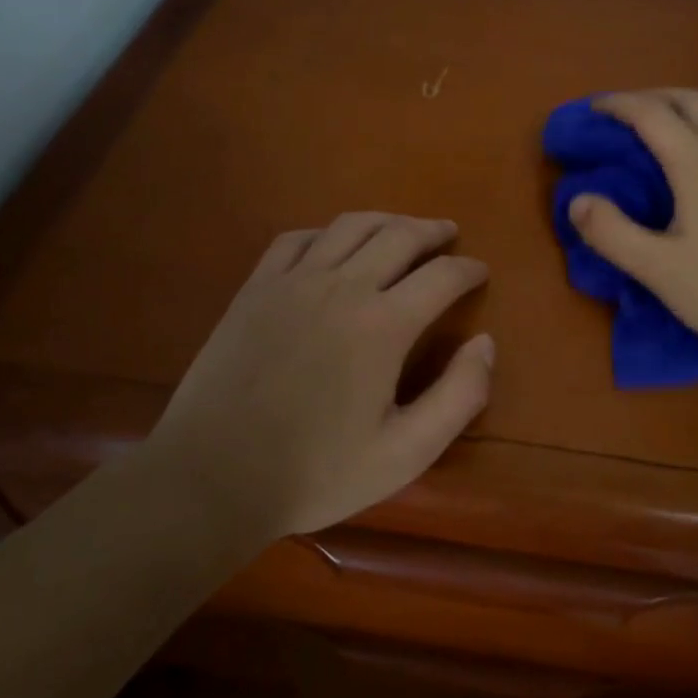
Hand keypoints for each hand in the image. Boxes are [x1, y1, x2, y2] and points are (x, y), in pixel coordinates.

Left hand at [146, 213, 492, 536]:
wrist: (212, 478)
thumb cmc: (316, 472)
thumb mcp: (405, 453)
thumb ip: (459, 397)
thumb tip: (486, 343)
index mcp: (383, 324)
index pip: (442, 276)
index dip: (468, 270)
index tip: (481, 271)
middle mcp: (343, 287)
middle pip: (399, 235)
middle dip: (432, 230)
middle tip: (449, 234)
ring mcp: (293, 282)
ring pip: (350, 226)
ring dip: (386, 220)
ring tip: (402, 227)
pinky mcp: (255, 288)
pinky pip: (297, 239)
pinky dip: (326, 232)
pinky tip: (333, 243)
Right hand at [567, 89, 697, 366]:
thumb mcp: (661, 272)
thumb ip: (612, 234)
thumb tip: (577, 199)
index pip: (652, 114)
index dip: (617, 104)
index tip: (591, 110)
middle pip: (688, 99)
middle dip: (649, 96)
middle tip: (621, 115)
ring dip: (683, 104)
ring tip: (662, 126)